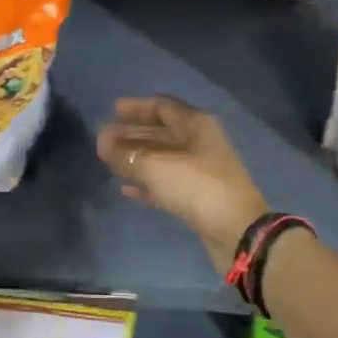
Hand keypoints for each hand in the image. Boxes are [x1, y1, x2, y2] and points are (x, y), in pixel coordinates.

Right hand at [97, 96, 267, 275]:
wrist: (236, 231)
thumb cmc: (196, 186)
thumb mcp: (155, 166)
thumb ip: (125, 153)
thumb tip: (102, 141)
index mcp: (196, 125)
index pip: (162, 107)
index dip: (136, 107)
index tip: (112, 111)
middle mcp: (200, 143)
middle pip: (161, 132)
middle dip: (132, 134)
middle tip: (105, 138)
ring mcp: (201, 171)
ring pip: (162, 158)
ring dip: (136, 159)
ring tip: (109, 161)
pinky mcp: (198, 198)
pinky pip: (166, 183)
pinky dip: (146, 183)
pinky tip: (125, 189)